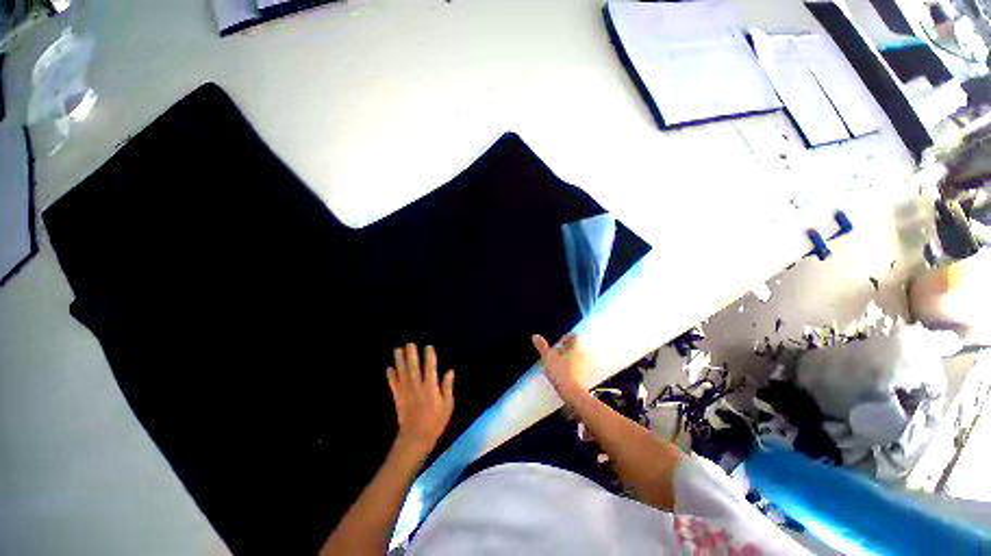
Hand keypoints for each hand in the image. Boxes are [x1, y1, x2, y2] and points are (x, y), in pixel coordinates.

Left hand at [386, 344, 454, 459]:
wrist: (416, 438)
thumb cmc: (436, 421)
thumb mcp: (447, 405)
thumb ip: (447, 387)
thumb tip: (450, 371)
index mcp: (431, 387)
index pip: (430, 368)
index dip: (429, 356)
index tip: (428, 346)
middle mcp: (417, 387)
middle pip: (414, 367)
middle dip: (411, 354)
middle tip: (409, 342)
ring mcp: (406, 392)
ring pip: (402, 373)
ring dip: (399, 361)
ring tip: (397, 349)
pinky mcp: (398, 398)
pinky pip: (393, 385)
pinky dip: (390, 376)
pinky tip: (388, 367)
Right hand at [532, 334, 594, 401]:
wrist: (572, 392)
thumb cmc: (560, 371)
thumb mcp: (548, 357)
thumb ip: (542, 346)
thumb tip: (535, 336)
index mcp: (576, 345)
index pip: (572, 336)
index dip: (564, 338)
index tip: (556, 344)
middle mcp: (584, 352)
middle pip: (575, 347)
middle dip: (567, 349)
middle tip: (557, 353)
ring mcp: (587, 364)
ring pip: (578, 357)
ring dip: (570, 359)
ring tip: (560, 364)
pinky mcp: (588, 376)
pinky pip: (580, 368)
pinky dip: (574, 368)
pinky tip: (566, 374)